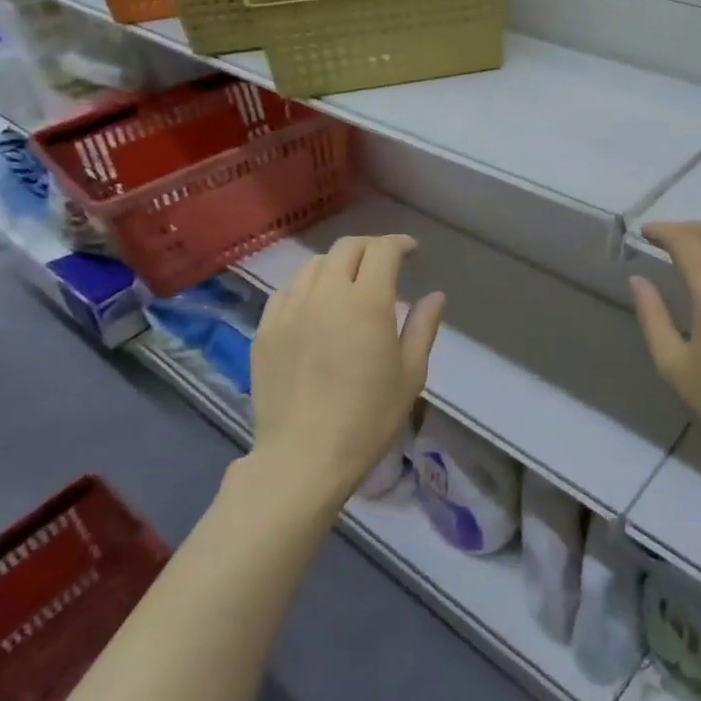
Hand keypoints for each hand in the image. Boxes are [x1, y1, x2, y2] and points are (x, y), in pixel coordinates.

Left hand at [250, 235, 444, 502]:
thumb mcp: (410, 374)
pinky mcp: (265, 329)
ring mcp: (290, 309)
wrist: (302, 457)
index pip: (382, 251)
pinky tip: (315, 304)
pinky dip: (307, 285)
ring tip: (348, 281)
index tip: (411, 251)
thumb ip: (423, 327)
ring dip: (337, 264)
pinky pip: (287, 290)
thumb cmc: (367, 418)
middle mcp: (326, 294)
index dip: (399, 243)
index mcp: (366, 302)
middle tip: (383, 262)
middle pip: (346, 248)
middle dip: (369, 248)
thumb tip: (435, 295)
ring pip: (313, 265)